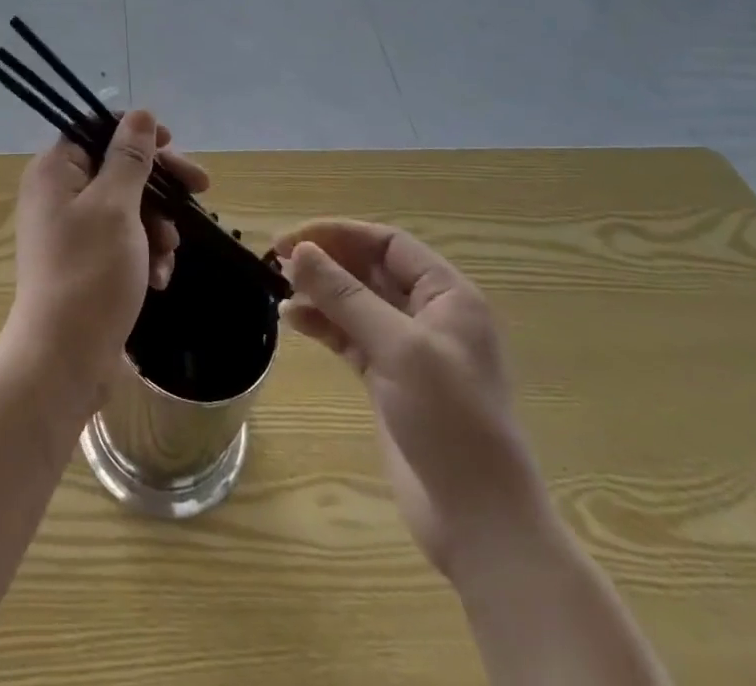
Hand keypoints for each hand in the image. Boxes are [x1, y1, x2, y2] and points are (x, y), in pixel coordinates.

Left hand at [0, 110, 205, 414]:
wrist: (63, 359)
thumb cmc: (90, 272)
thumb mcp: (116, 206)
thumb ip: (130, 157)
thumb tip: (140, 114)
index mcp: (54, 171)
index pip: (96, 130)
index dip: (136, 134)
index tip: (173, 145)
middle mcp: (56, 194)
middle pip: (116, 169)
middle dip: (159, 186)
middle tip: (202, 190)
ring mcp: (68, 231)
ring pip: (125, 208)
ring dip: (155, 226)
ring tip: (169, 253)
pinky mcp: (83, 263)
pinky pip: (120, 242)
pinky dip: (143, 254)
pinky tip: (158, 279)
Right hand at [275, 220, 552, 579]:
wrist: (479, 521)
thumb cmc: (450, 422)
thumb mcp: (398, 348)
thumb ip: (346, 296)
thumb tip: (298, 250)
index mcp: (448, 296)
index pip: (387, 243)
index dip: (339, 233)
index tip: (291, 240)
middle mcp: (430, 315)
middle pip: (369, 268)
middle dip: (325, 261)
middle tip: (277, 260)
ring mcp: (409, 349)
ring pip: (355, 302)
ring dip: (319, 291)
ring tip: (280, 290)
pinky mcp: (390, 380)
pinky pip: (349, 335)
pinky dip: (322, 324)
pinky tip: (293, 320)